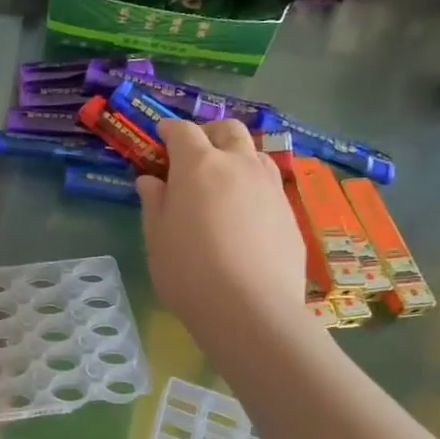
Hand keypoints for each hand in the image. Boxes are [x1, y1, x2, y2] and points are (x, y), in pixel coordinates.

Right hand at [134, 119, 311, 340]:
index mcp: (199, 166)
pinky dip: (252, 183)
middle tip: (194, 151)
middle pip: (228, 130)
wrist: (251, 309)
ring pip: (255, 152)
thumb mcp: (157, 238)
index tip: (160, 136)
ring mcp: (269, 186)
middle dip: (209, 132)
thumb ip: (154, 202)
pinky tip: (243, 210)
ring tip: (222, 178)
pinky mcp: (288, 211)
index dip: (170, 130)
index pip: (183, 132)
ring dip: (236, 154)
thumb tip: (151, 180)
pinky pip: (269, 183)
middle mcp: (238, 165)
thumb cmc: (189, 272)